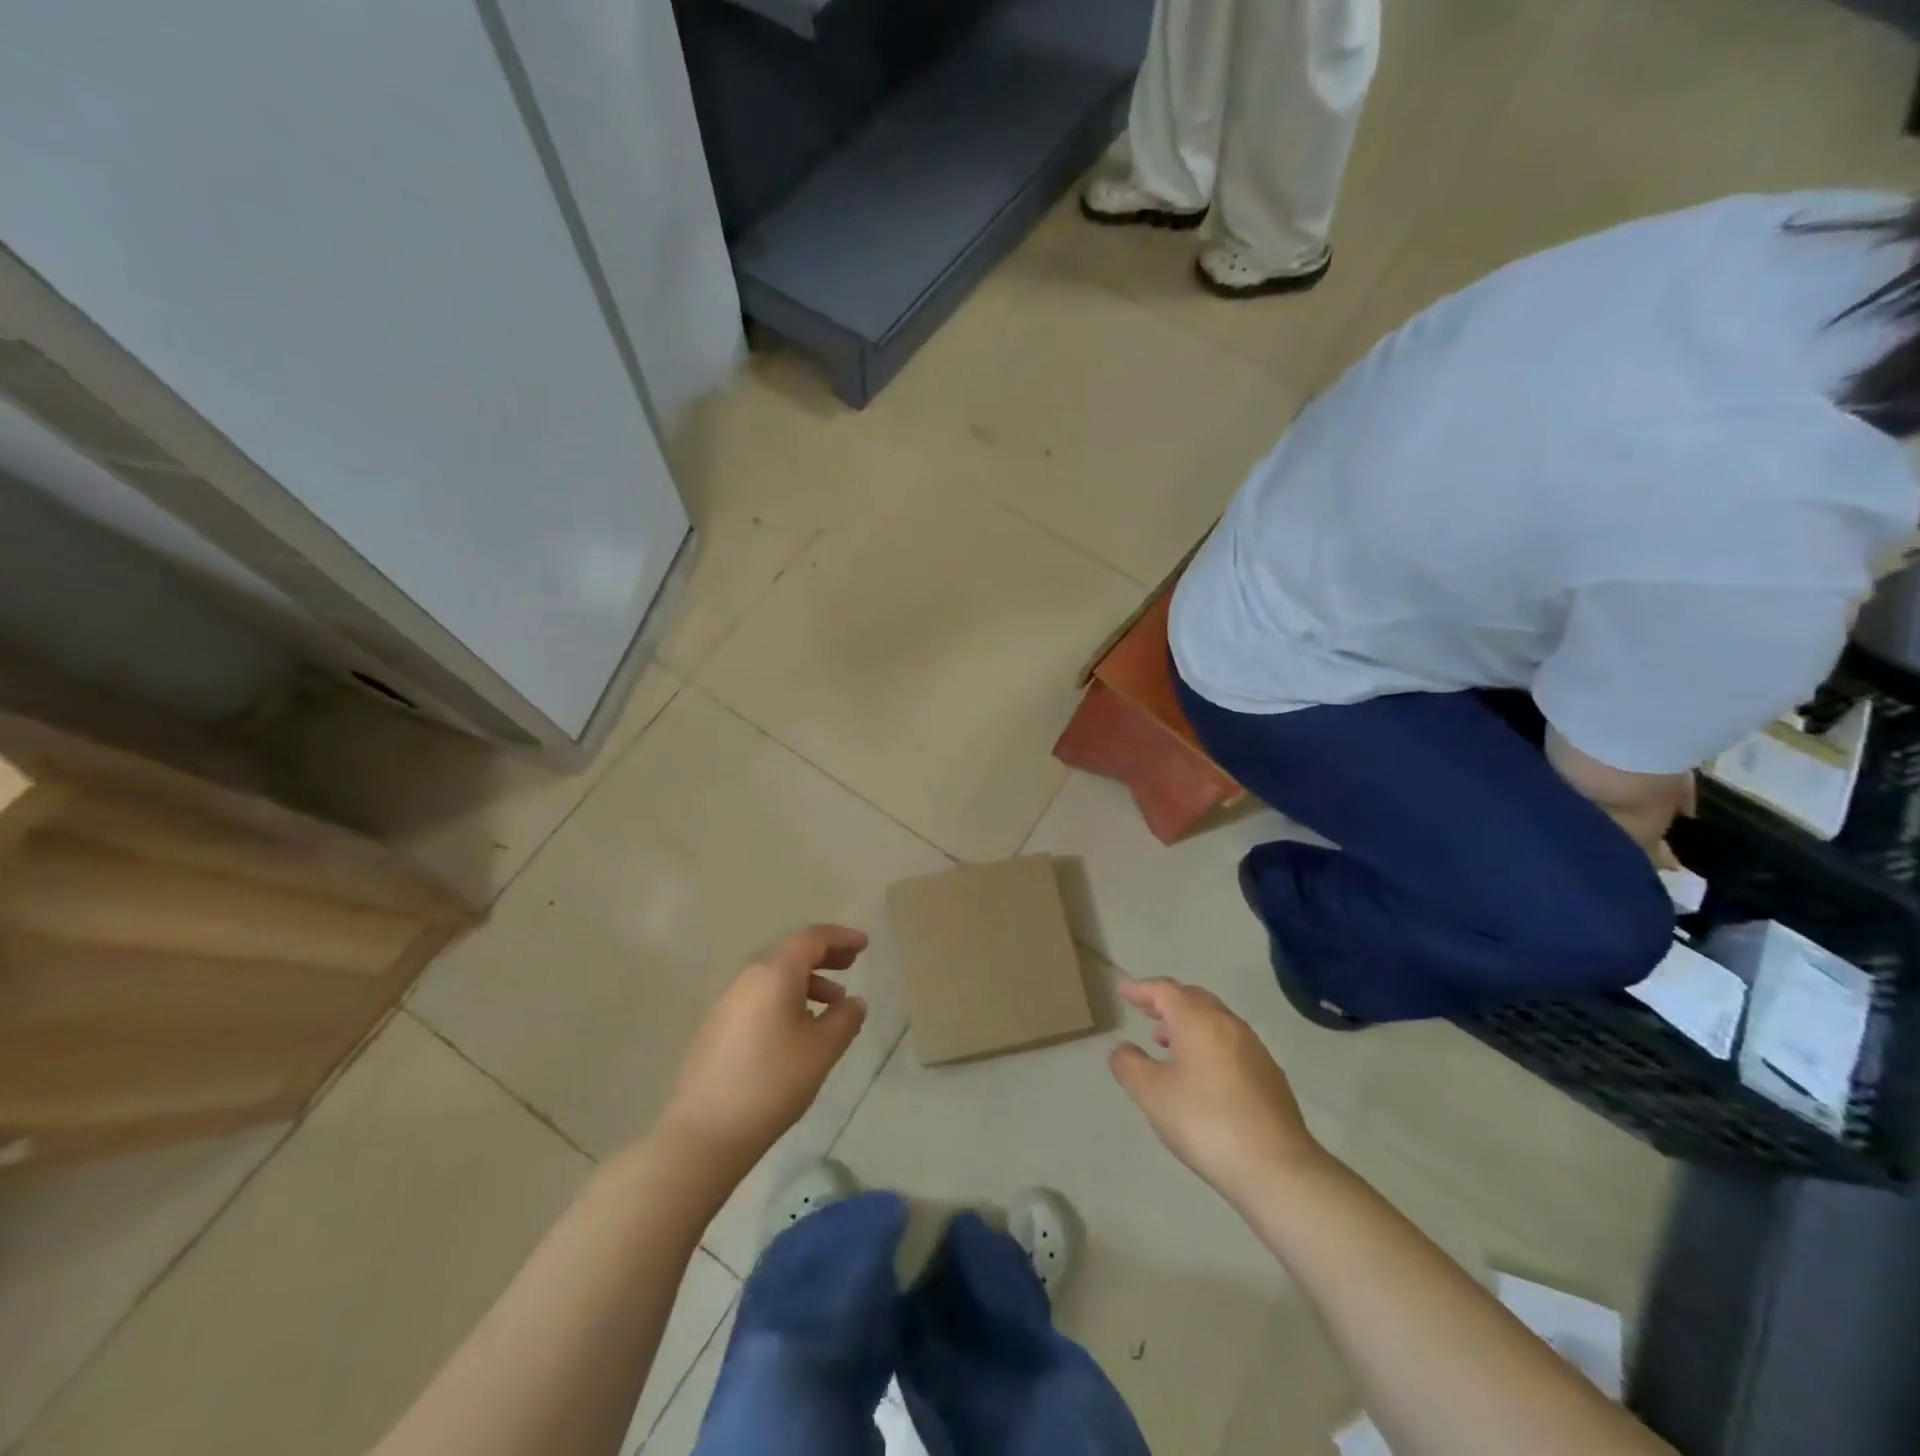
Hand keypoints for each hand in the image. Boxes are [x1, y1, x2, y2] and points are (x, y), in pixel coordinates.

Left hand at [660, 924, 868, 1169]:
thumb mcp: (823, 1049)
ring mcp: (727, 1003)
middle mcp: (747, 978)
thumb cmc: (773, 1081)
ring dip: (806, 981)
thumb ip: (845, 1019)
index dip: (841, 938)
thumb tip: (853, 1002)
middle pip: (790, 953)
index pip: (812, 938)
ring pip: (773, 977)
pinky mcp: (716, 1028)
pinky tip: (797, 1029)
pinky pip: (759, 998)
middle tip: (851, 964)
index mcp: (774, 973)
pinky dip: (785, 999)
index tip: (864, 944)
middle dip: (824, 955)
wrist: (705, 1132)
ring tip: (832, 1004)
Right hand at [1109, 977, 1327, 1207]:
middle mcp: (1228, 1024)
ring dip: (1187, 1023)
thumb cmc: (1205, 1122)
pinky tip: (1200, 1072)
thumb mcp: (1152, 1095)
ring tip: (1165, 1041)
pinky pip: (1230, 1043)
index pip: (1165, 990)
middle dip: (1166, 1001)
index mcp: (1198, 1021)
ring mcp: (1254, 1049)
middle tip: (1144, 1009)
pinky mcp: (1269, 1075)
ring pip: (1214, 1020)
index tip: (1123, 990)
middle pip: (1193, 998)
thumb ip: (1129, 1065)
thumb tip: (1123, 1049)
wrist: (1277, 1168)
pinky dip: (1207, 1042)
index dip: (1141, 989)